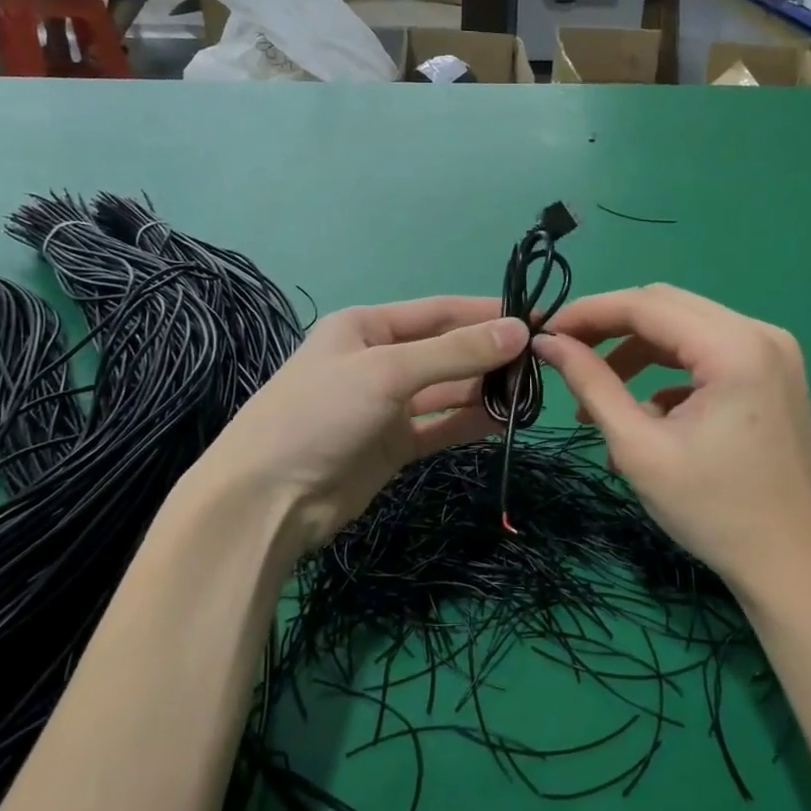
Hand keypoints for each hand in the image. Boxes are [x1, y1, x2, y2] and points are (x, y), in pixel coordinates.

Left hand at [198, 297, 524, 561]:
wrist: (267, 500)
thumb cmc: (320, 414)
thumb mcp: (387, 372)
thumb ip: (455, 353)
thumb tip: (520, 331)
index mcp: (366, 327)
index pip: (439, 311)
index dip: (487, 314)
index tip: (536, 317)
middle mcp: (378, 360)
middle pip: (446, 351)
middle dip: (490, 355)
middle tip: (542, 363)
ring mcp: (386, 406)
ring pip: (447, 390)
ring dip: (484, 390)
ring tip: (531, 393)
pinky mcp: (393, 445)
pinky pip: (440, 426)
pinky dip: (470, 423)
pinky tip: (505, 421)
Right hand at [534, 284, 810, 596]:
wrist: (792, 565)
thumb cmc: (713, 511)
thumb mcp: (639, 447)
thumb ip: (591, 384)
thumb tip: (547, 343)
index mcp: (734, 347)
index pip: (645, 305)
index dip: (588, 313)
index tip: (544, 332)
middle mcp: (759, 333)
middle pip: (666, 306)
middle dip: (609, 328)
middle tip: (563, 355)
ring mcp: (771, 351)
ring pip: (684, 328)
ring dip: (635, 354)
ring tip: (595, 398)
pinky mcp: (771, 373)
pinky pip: (706, 353)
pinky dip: (667, 373)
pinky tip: (645, 414)